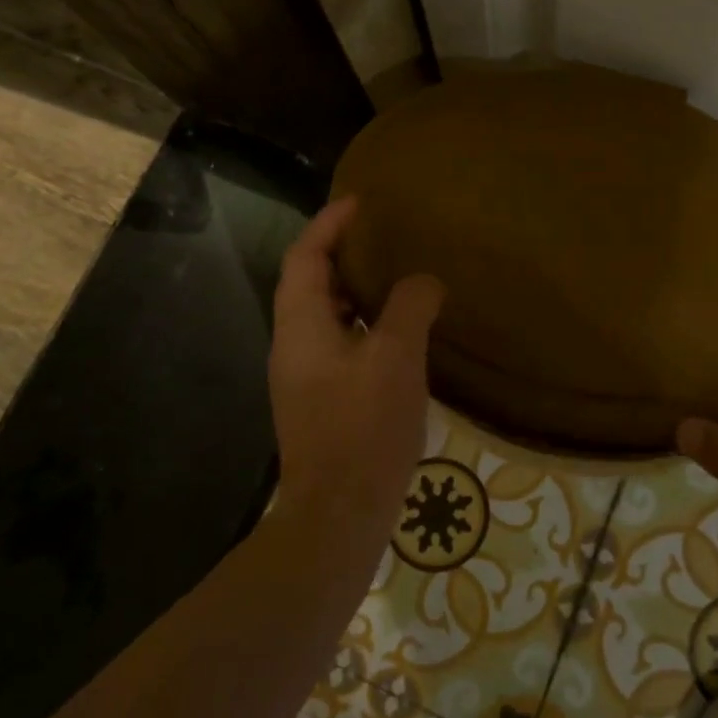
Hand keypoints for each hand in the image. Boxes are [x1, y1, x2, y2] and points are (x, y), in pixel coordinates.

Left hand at [268, 198, 444, 515]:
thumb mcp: (397, 357)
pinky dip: (363, 324)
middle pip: (309, 283)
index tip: (360, 203)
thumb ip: (410, 307)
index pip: (305, 257)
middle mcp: (293, 346)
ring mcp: (304, 378)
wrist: (340, 514)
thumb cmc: (364, 428)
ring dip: (354, 291)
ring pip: (325, 316)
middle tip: (381, 237)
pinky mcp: (321, 402)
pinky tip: (398, 336)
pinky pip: (339, 344)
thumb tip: (424, 280)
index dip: (329, 224)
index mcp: (301, 326)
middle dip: (340, 253)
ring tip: (394, 278)